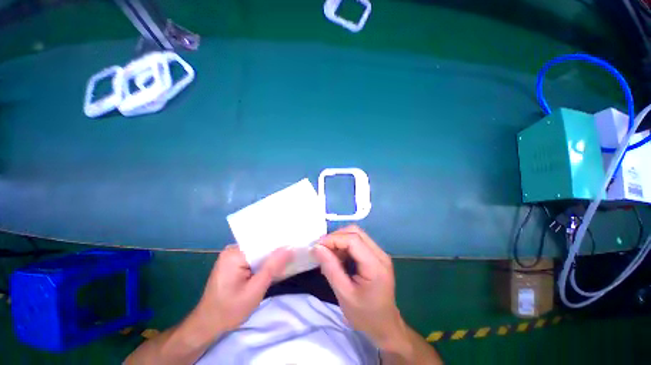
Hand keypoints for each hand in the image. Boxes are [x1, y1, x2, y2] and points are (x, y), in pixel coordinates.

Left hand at [194, 245, 292, 333]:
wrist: (207, 325)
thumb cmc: (230, 310)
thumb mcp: (255, 290)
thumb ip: (272, 267)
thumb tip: (289, 248)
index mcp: (235, 254)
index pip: (263, 242)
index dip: (279, 244)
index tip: (294, 245)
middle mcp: (232, 249)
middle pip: (260, 245)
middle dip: (275, 250)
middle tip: (293, 251)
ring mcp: (232, 255)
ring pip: (258, 251)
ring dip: (270, 256)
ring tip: (287, 256)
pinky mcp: (233, 261)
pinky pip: (253, 256)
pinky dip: (263, 261)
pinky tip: (273, 264)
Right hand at [312, 225, 407, 350]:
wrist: (385, 326)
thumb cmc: (365, 315)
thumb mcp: (344, 295)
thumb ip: (330, 268)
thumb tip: (316, 247)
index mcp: (375, 265)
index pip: (353, 239)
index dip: (333, 239)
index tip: (316, 246)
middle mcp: (380, 254)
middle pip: (356, 232)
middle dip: (336, 236)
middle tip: (321, 248)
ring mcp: (380, 253)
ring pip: (356, 234)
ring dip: (340, 240)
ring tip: (328, 253)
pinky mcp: (376, 255)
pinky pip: (358, 241)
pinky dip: (344, 245)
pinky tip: (338, 256)